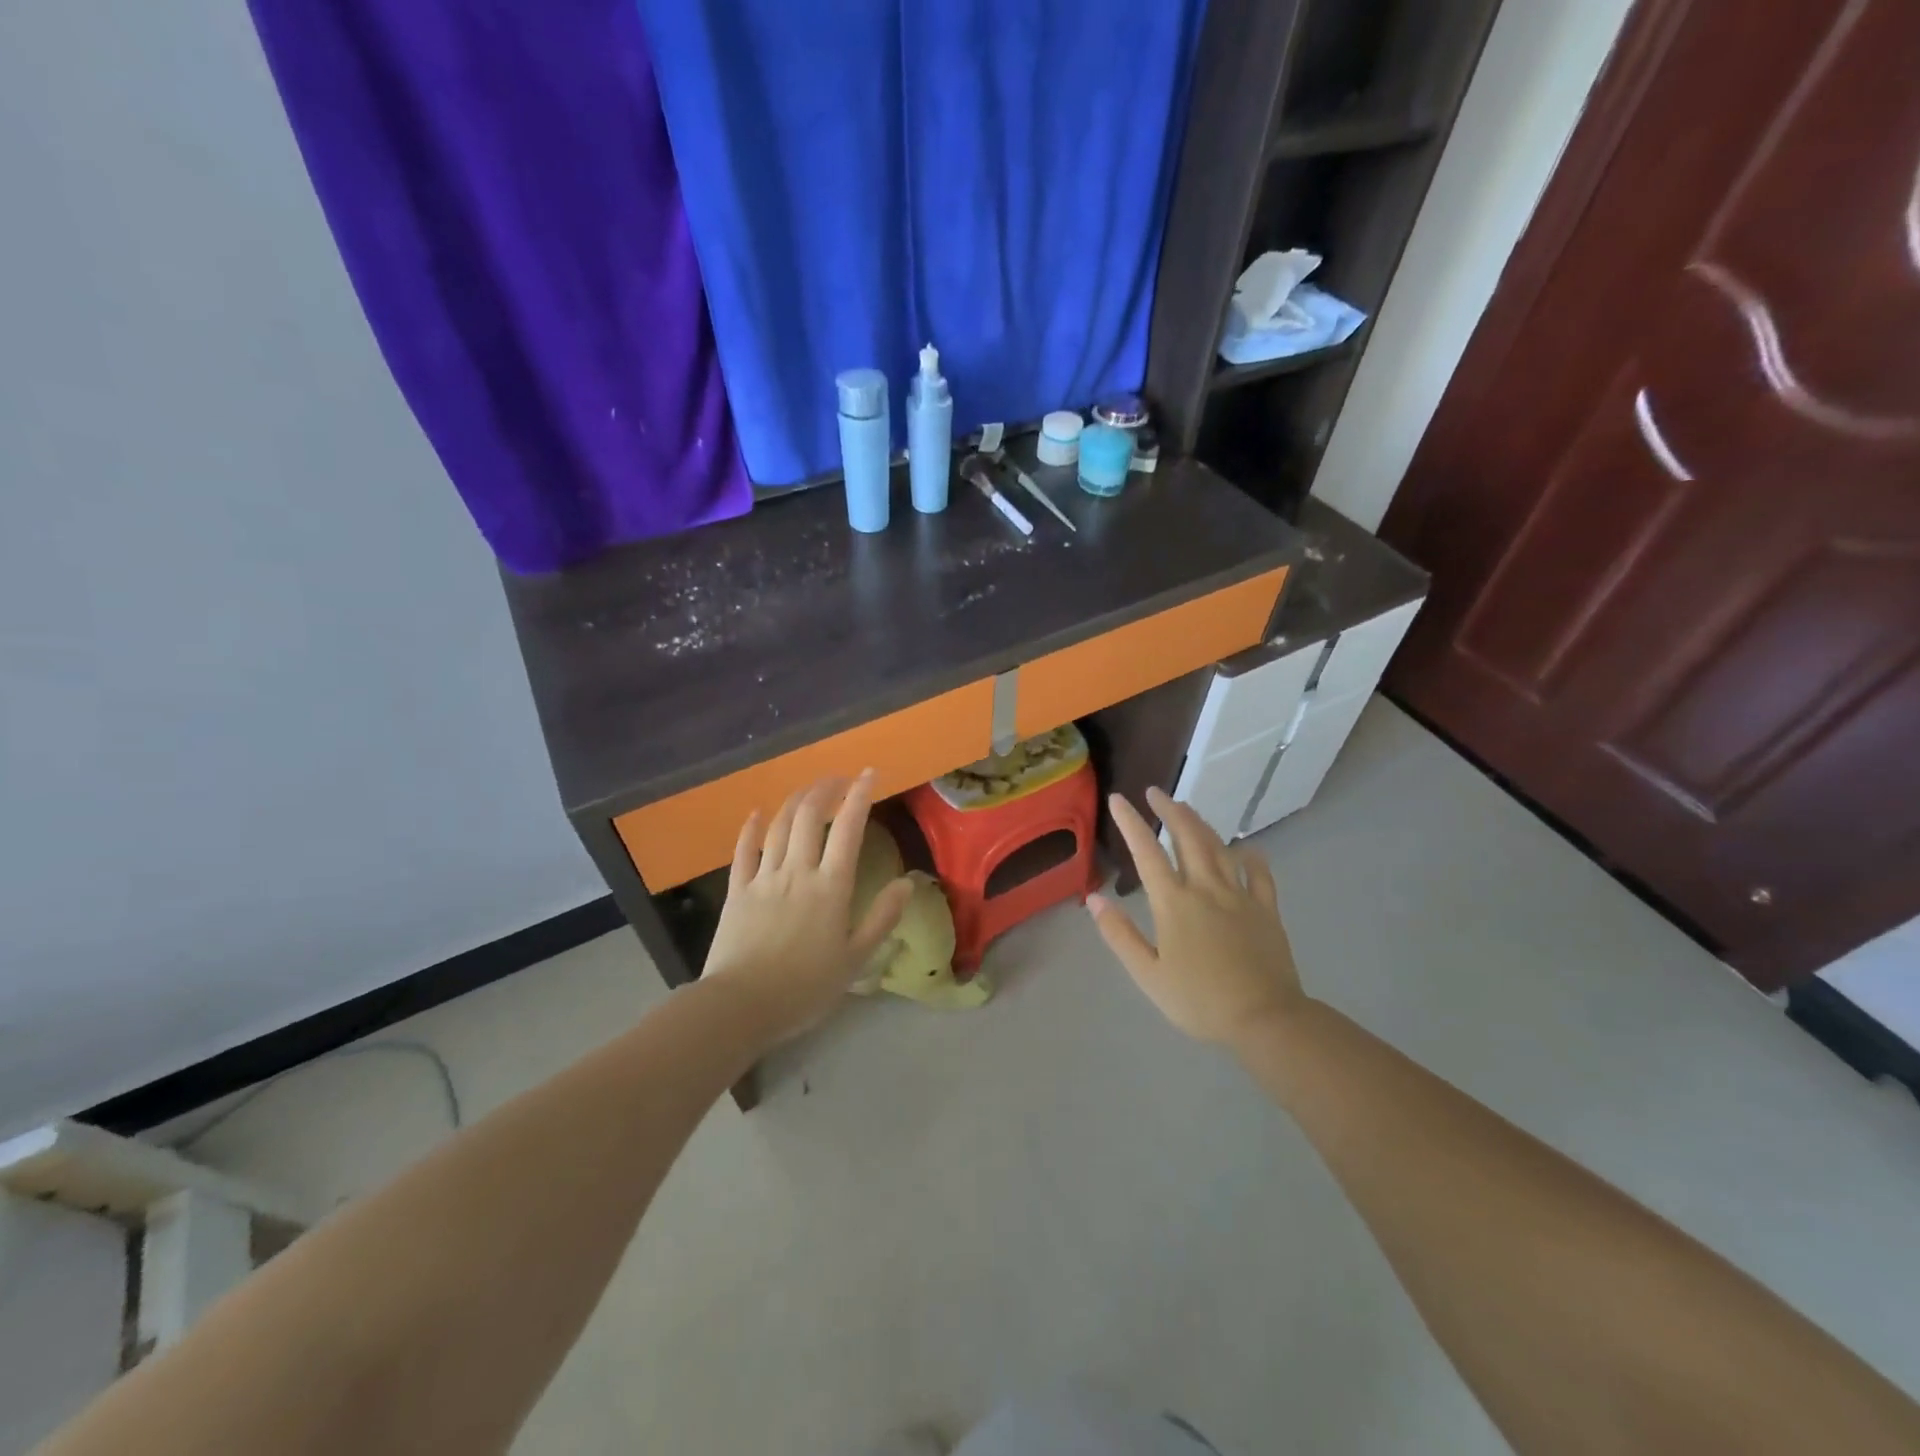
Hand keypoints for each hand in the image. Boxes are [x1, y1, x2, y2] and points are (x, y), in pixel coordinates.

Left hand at [701, 771, 913, 1041]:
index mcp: (831, 886)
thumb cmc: (805, 987)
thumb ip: (882, 918)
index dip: (860, 796)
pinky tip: (756, 814)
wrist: (741, 1005)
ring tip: (809, 790)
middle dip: (825, 789)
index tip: (870, 774)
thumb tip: (907, 883)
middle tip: (838, 779)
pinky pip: (743, 850)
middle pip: (810, 816)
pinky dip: (751, 828)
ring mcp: (764, 878)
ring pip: (779, 825)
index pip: (849, 829)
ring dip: (796, 801)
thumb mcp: (855, 959)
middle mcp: (798, 871)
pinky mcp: (737, 890)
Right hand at [1089, 786, 1306, 1045]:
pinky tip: (1244, 849)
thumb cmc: (1199, 1001)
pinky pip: (1259, 873)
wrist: (1265, 1019)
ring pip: (1218, 847)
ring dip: (1200, 823)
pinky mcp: (1266, 909)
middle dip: (1169, 810)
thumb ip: (1119, 934)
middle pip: (1186, 837)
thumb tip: (1093, 899)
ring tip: (1186, 808)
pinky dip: (1249, 855)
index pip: (1146, 852)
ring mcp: (1239, 896)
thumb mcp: (1148, 974)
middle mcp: (1206, 888)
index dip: (1130, 823)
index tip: (1117, 799)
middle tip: (1155, 792)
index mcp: (1173, 903)